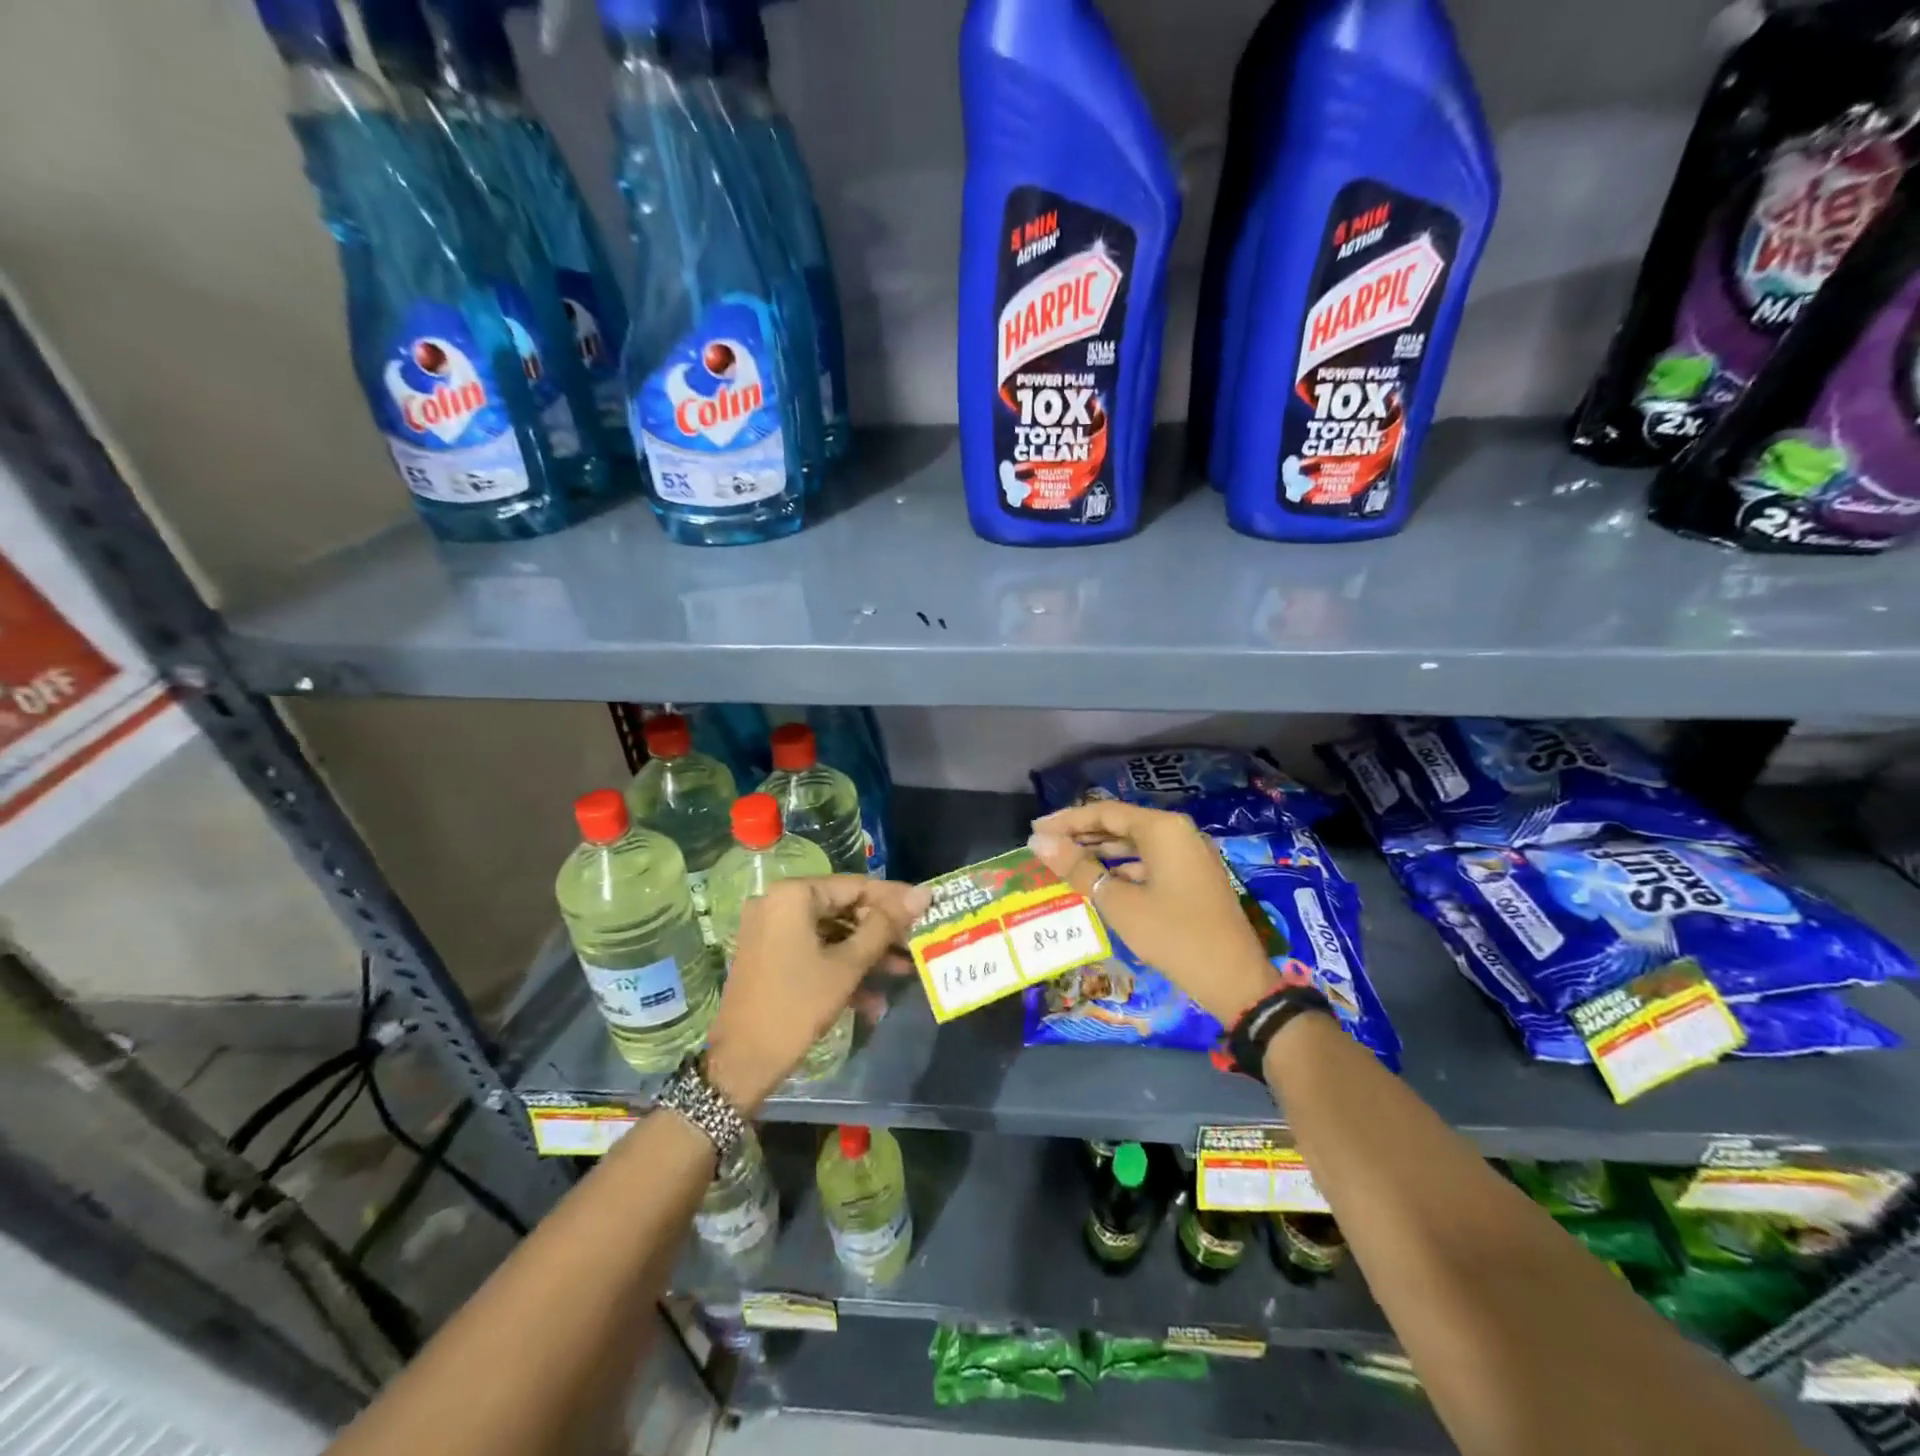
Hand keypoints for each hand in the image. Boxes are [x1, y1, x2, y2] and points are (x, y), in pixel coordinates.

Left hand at [705, 876, 927, 1111]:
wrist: (741, 1064)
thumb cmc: (797, 1006)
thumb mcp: (847, 965)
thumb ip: (885, 925)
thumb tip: (924, 893)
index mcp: (793, 895)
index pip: (856, 886)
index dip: (895, 899)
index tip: (928, 908)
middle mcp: (778, 903)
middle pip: (844, 908)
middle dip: (881, 932)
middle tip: (915, 945)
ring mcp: (771, 930)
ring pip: (831, 932)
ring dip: (865, 954)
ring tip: (902, 973)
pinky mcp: (770, 956)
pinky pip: (814, 950)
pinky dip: (841, 967)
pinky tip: (872, 999)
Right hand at [1028, 802, 1277, 1024]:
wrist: (1234, 980)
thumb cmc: (1173, 935)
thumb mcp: (1118, 903)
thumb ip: (1078, 868)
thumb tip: (1039, 842)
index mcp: (1163, 829)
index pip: (1104, 812)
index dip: (1066, 821)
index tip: (1034, 830)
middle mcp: (1178, 832)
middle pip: (1120, 824)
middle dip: (1081, 835)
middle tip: (1044, 846)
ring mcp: (1189, 854)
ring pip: (1135, 843)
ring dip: (1100, 852)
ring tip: (1064, 862)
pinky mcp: (1193, 876)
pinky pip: (1150, 861)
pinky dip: (1122, 868)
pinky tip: (1099, 882)